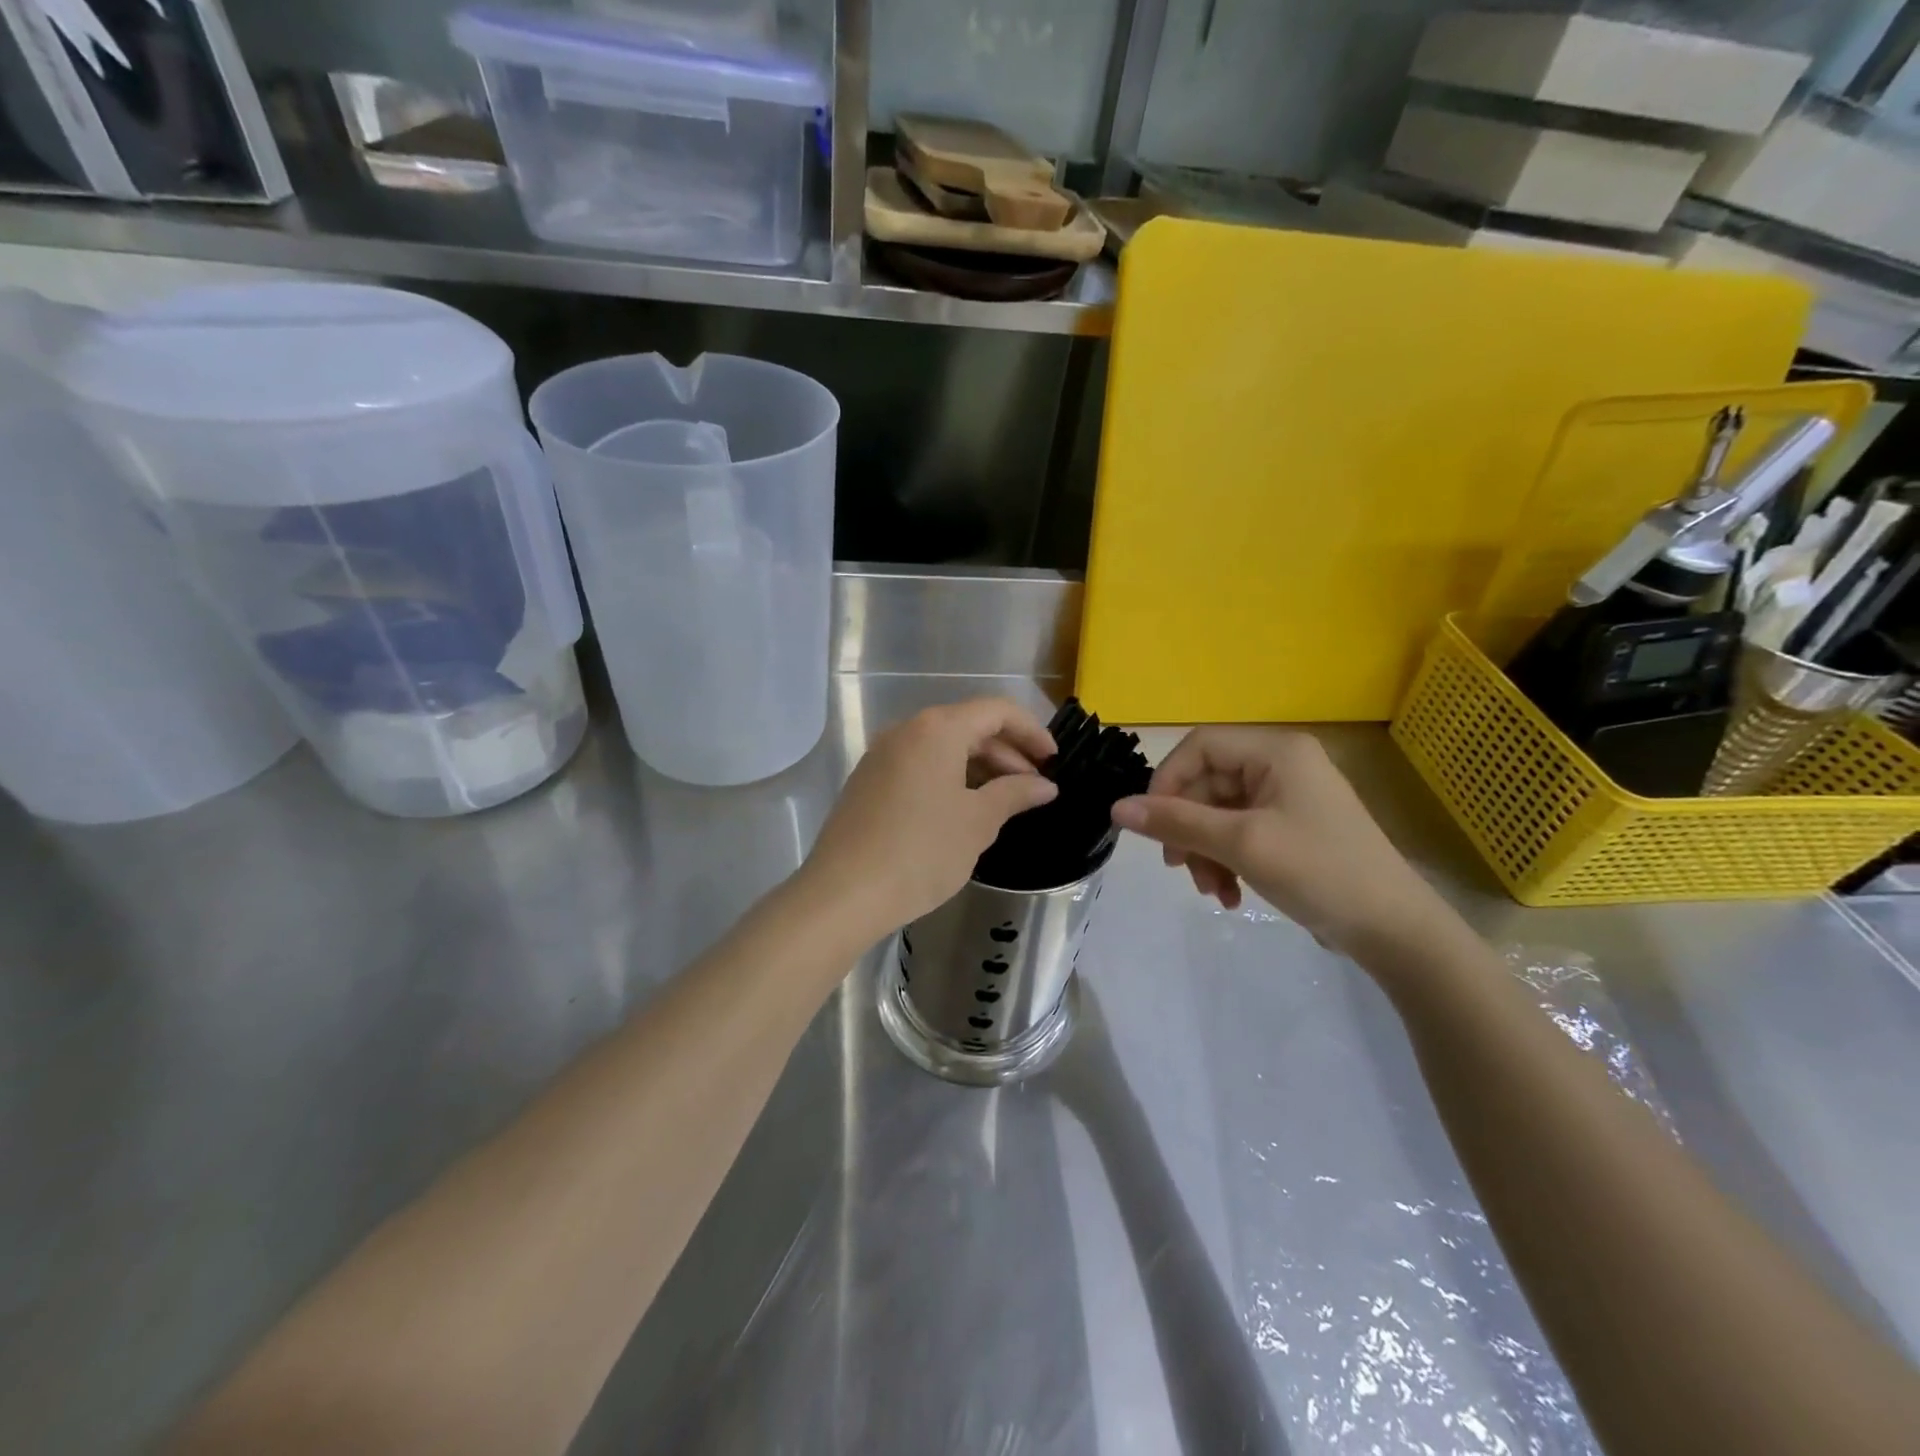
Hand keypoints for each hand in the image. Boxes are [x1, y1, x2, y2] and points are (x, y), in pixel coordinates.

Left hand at [802, 698, 1058, 936]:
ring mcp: (882, 755)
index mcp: (937, 729)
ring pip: (942, 747)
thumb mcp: (977, 822)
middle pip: (968, 725)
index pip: (996, 711)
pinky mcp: (868, 781)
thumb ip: (1015, 794)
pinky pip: (919, 765)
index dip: (1031, 731)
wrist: (844, 894)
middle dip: (1007, 752)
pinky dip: (949, 778)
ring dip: (979, 767)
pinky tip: (964, 810)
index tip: (1054, 760)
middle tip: (1034, 787)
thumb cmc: (921, 852)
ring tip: (1004, 801)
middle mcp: (906, 730)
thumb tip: (1045, 785)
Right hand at [1110, 727, 1447, 956]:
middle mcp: (1281, 765)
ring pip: (1218, 814)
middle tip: (1178, 868)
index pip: (1199, 747)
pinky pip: (1239, 834)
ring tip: (1211, 890)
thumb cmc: (1320, 872)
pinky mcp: (1290, 829)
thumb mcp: (1242, 844)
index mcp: (1276, 751)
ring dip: (1205, 852)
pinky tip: (1230, 895)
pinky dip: (1226, 862)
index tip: (1150, 824)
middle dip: (1189, 830)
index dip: (1167, 781)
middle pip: (1207, 785)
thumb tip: (1116, 808)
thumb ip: (1177, 822)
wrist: (1395, 930)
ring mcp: (1287, 798)